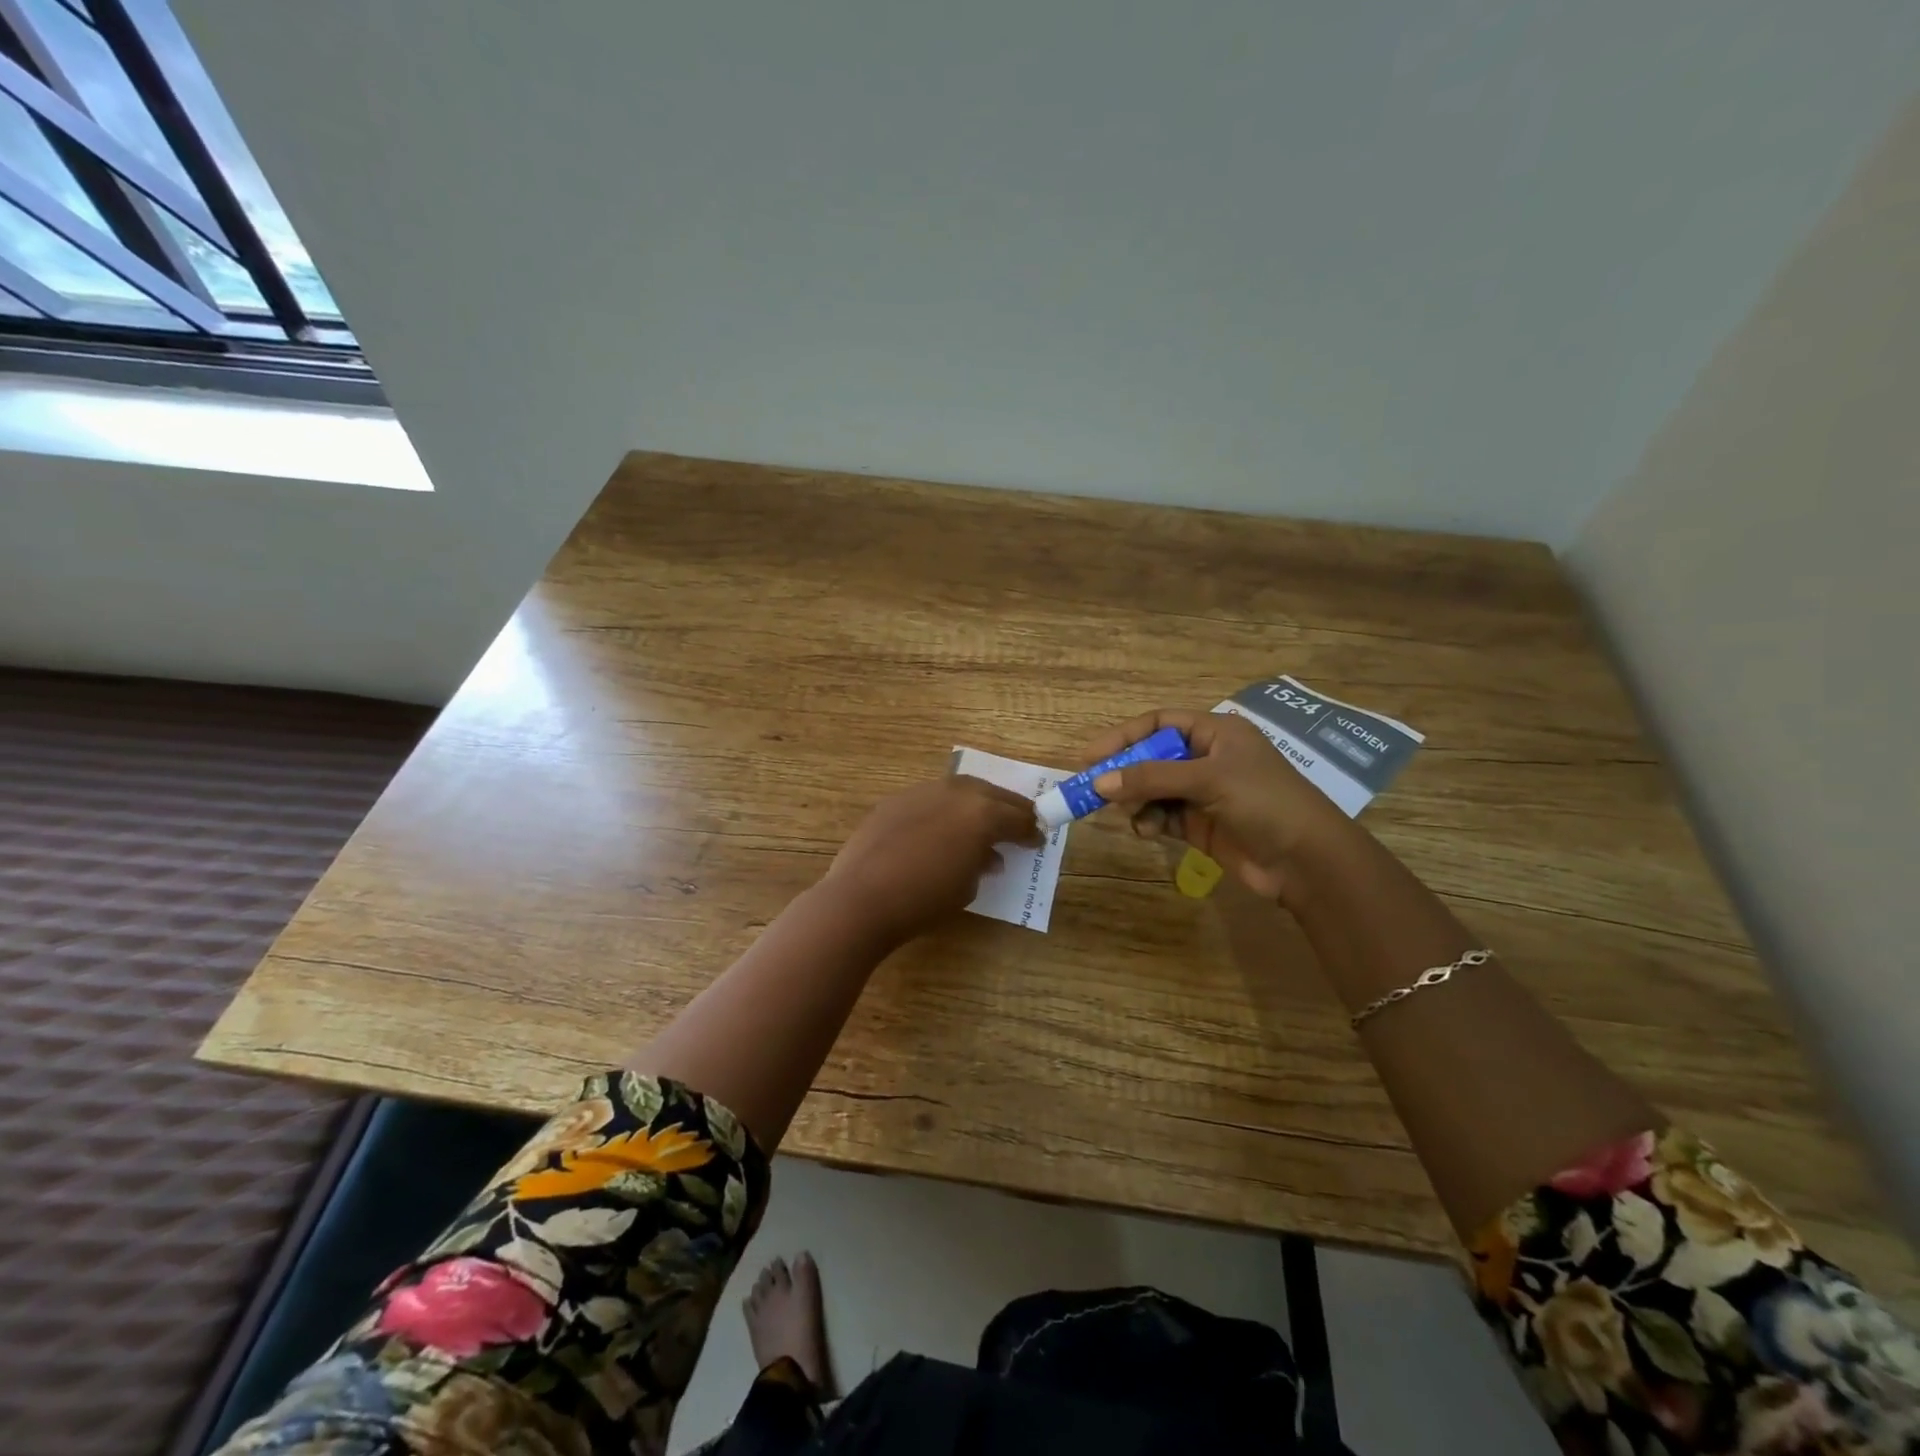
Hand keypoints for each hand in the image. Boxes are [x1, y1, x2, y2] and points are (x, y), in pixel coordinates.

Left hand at [822, 774, 1042, 944]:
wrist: (862, 897)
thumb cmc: (924, 899)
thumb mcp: (966, 887)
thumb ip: (982, 863)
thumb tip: (987, 855)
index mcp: (983, 814)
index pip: (1017, 818)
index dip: (1030, 831)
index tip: (1037, 840)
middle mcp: (956, 792)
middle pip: (992, 794)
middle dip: (1009, 808)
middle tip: (1020, 821)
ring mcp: (923, 791)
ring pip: (960, 789)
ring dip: (976, 802)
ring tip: (982, 819)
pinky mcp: (896, 799)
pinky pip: (931, 798)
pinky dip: (944, 809)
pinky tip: (942, 825)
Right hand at [1084, 709, 1363, 903]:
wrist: (1306, 861)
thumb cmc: (1263, 802)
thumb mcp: (1208, 780)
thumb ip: (1152, 778)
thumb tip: (1099, 782)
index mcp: (1215, 733)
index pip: (1159, 723)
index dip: (1124, 736)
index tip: (1091, 755)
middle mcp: (1207, 758)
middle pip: (1151, 757)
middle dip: (1125, 772)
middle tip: (1094, 789)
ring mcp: (1203, 793)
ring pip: (1153, 789)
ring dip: (1136, 800)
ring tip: (1129, 813)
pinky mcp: (1199, 825)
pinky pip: (1161, 816)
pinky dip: (1149, 821)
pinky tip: (1147, 831)